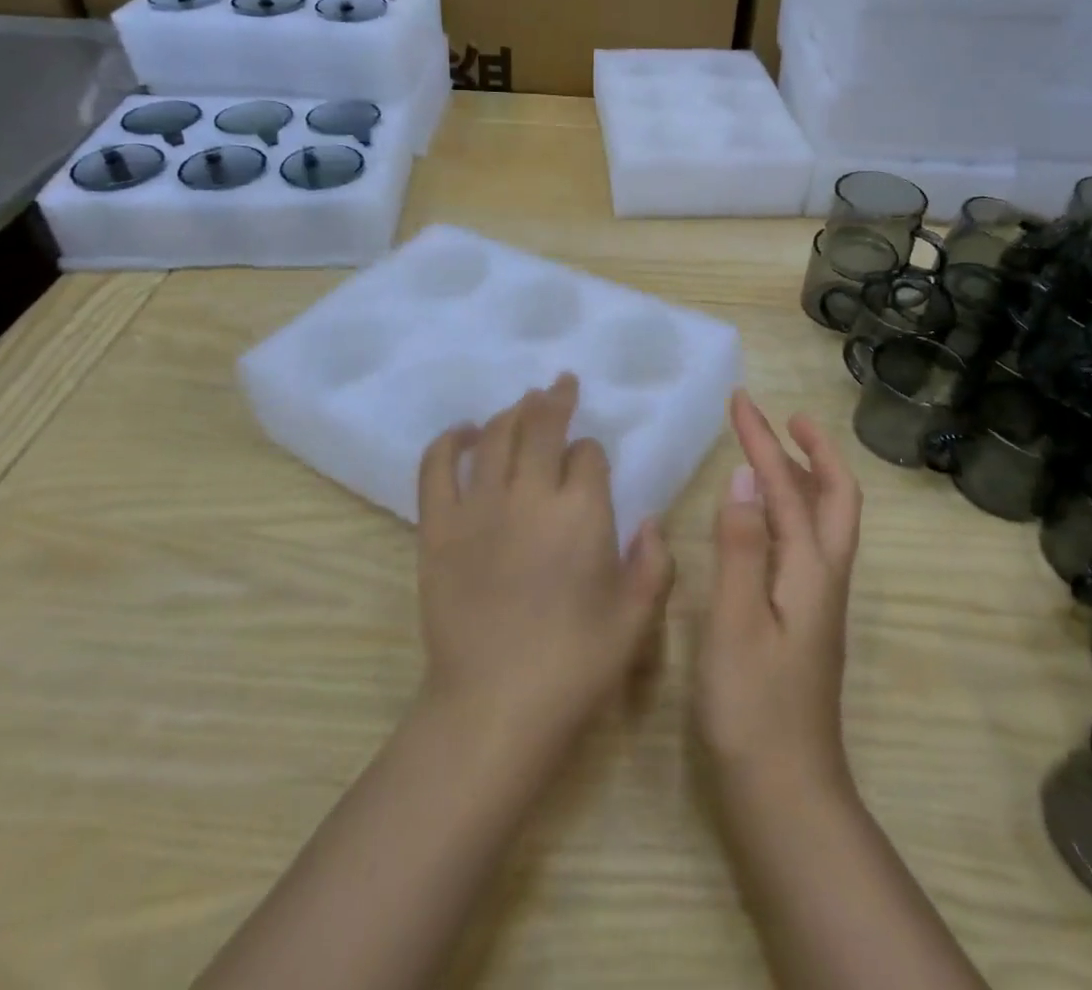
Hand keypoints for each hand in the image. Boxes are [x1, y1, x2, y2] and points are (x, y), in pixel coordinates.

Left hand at [416, 373, 675, 755]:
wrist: (493, 706)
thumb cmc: (574, 665)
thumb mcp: (635, 620)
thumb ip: (654, 564)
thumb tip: (650, 521)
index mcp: (582, 513)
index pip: (588, 455)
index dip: (592, 452)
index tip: (591, 462)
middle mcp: (530, 495)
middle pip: (541, 426)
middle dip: (555, 400)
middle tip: (560, 384)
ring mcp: (478, 507)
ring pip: (496, 436)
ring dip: (513, 412)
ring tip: (523, 403)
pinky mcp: (438, 526)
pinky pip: (437, 466)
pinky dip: (450, 440)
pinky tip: (464, 431)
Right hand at [695, 390, 862, 799]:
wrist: (785, 793)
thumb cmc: (752, 708)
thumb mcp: (735, 623)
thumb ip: (740, 547)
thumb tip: (743, 477)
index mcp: (810, 570)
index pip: (790, 487)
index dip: (764, 440)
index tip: (741, 401)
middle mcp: (824, 577)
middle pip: (835, 498)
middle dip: (812, 450)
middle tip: (783, 418)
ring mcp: (818, 600)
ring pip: (824, 520)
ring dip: (804, 476)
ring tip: (774, 450)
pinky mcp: (805, 619)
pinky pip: (806, 543)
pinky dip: (791, 510)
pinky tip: (765, 519)